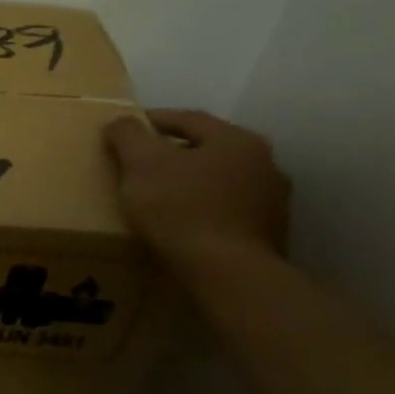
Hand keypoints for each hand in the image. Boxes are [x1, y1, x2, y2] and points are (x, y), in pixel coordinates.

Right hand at [103, 109, 290, 274]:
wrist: (228, 275)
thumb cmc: (182, 208)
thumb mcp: (141, 163)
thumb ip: (128, 134)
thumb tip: (121, 122)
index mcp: (236, 140)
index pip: (187, 119)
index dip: (151, 120)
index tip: (125, 130)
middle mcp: (264, 164)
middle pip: (206, 149)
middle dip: (173, 153)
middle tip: (140, 163)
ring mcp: (273, 202)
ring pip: (219, 181)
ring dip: (191, 183)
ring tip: (159, 196)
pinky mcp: (269, 235)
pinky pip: (227, 211)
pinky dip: (204, 210)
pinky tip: (183, 224)